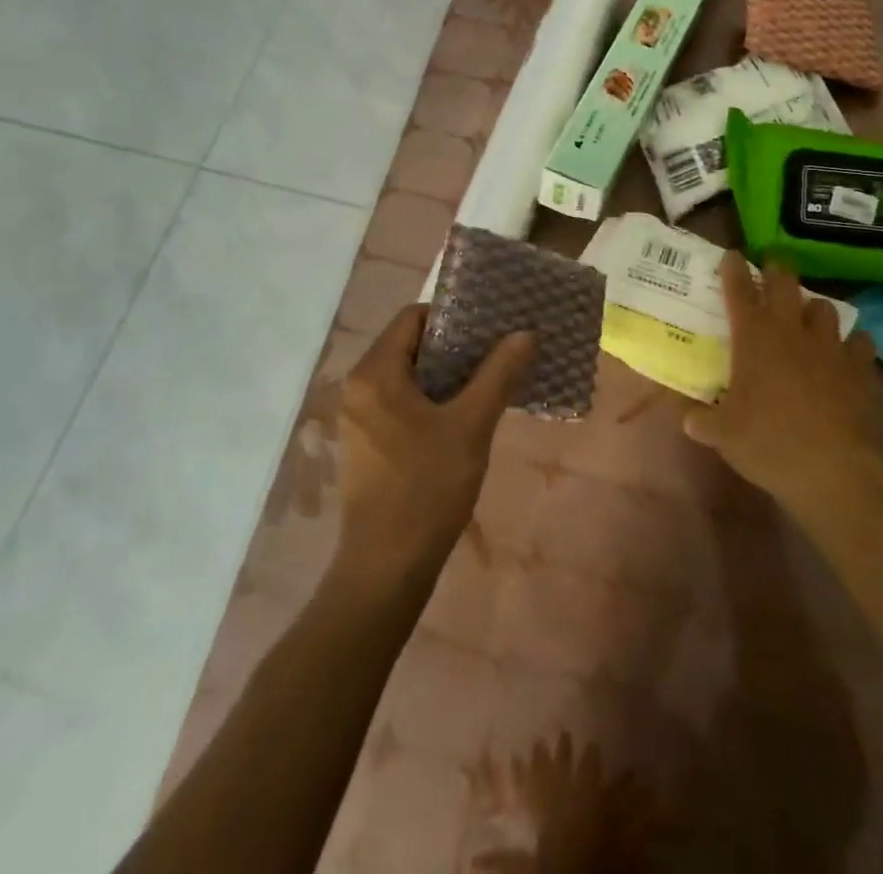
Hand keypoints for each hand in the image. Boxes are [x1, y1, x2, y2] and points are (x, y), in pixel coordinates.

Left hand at [336, 304, 533, 581]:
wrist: (386, 568)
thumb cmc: (427, 487)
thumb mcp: (471, 425)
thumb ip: (498, 374)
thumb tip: (524, 334)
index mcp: (375, 373)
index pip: (412, 317)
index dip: (452, 315)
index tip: (488, 326)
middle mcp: (358, 387)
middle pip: (408, 345)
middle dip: (454, 346)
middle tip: (496, 351)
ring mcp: (358, 418)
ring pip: (406, 376)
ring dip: (445, 374)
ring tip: (488, 380)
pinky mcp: (365, 444)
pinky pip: (399, 403)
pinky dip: (430, 399)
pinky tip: (463, 415)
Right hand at [683, 252, 882, 516]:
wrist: (831, 469)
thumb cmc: (768, 443)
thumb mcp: (722, 434)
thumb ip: (702, 420)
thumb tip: (686, 418)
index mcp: (753, 338)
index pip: (739, 290)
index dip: (734, 269)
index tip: (732, 255)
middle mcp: (790, 331)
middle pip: (784, 282)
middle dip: (776, 270)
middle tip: (770, 269)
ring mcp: (828, 346)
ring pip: (824, 306)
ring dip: (813, 307)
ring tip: (807, 315)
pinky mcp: (858, 367)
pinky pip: (860, 341)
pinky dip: (852, 342)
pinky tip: (847, 351)